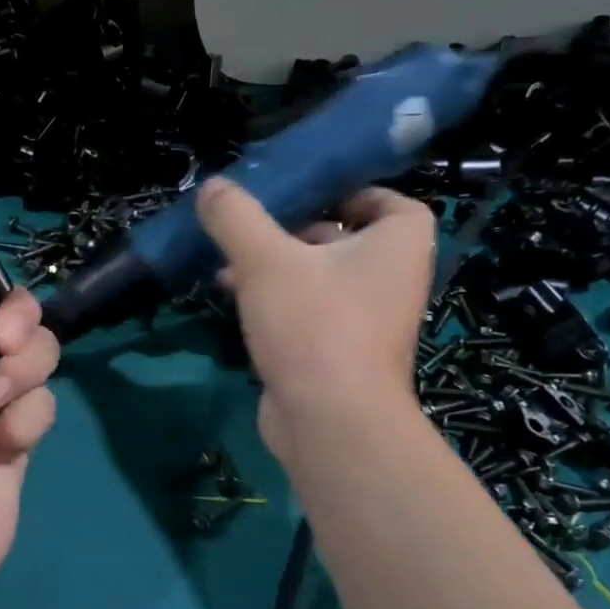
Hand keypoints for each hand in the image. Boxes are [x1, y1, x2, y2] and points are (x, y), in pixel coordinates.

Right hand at [197, 178, 433, 458]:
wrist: (330, 421)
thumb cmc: (314, 325)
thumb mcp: (266, 260)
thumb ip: (237, 218)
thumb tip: (213, 187)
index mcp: (396, 245)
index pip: (389, 202)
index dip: (349, 191)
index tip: (304, 191)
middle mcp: (389, 279)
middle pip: (343, 238)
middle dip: (293, 228)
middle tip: (251, 222)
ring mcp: (363, 320)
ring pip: (317, 277)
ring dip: (274, 265)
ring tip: (226, 259)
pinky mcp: (335, 352)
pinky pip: (304, 311)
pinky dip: (272, 299)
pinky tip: (230, 294)